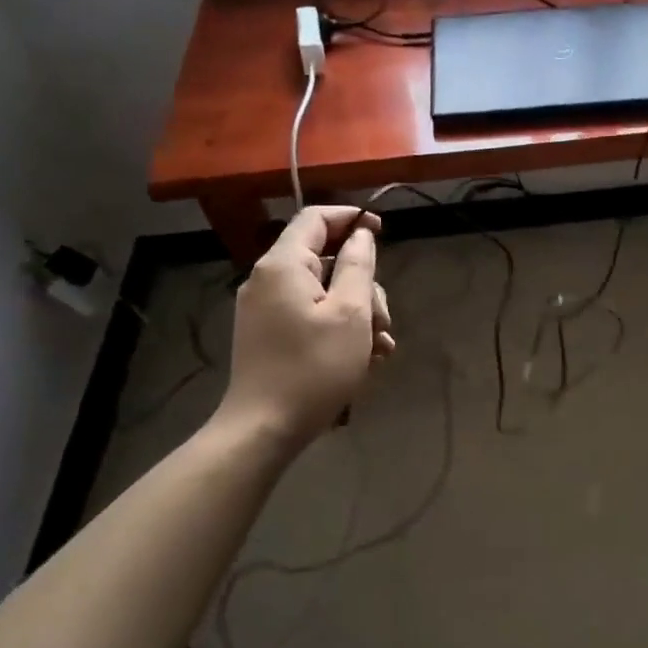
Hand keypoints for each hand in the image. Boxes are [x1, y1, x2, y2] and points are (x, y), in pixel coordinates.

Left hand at [220, 206, 394, 445]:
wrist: (263, 429)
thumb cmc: (313, 368)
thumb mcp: (350, 313)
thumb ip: (358, 265)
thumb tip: (362, 234)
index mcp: (283, 265)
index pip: (316, 218)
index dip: (351, 218)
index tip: (382, 231)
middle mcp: (268, 279)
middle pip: (326, 260)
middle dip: (363, 285)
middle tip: (384, 321)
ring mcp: (265, 309)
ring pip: (323, 292)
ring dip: (357, 313)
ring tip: (379, 349)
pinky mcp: (268, 334)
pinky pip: (310, 315)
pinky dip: (338, 328)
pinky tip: (362, 358)